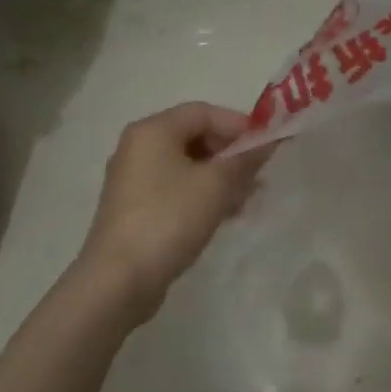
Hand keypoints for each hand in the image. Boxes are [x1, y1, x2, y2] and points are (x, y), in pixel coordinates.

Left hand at [77, 102, 268, 308]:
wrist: (119, 280)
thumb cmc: (169, 219)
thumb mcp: (216, 185)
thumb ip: (246, 158)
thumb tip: (271, 140)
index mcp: (152, 130)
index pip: (204, 111)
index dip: (239, 125)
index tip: (267, 148)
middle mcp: (138, 147)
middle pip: (195, 136)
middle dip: (231, 154)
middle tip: (258, 176)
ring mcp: (134, 179)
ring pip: (188, 165)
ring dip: (221, 177)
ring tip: (246, 200)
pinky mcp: (135, 208)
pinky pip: (176, 189)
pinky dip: (202, 195)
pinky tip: (224, 216)